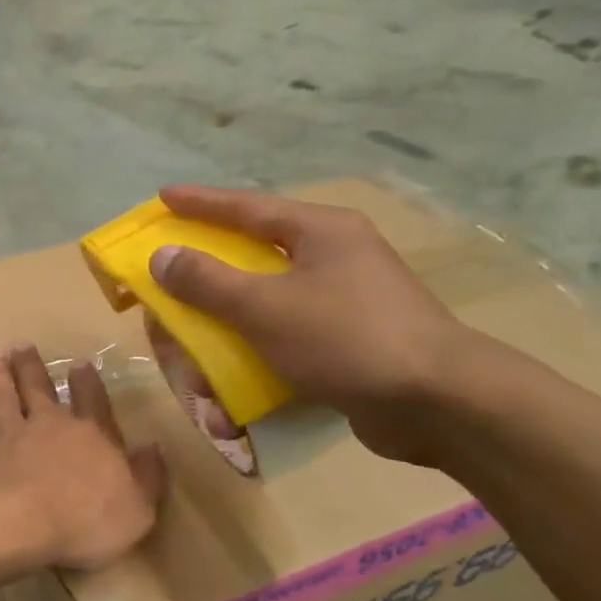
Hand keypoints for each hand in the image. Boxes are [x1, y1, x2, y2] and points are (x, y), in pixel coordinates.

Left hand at [0, 346, 164, 569]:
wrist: (21, 523)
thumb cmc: (87, 521)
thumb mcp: (138, 509)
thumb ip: (147, 478)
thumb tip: (154, 448)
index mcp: (91, 438)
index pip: (92, 403)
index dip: (87, 384)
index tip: (79, 362)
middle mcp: (47, 427)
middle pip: (40, 390)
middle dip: (33, 367)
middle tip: (23, 345)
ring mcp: (7, 439)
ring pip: (1, 400)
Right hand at [147, 185, 474, 463]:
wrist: (439, 403)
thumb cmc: (346, 338)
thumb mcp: (264, 307)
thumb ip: (207, 281)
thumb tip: (162, 255)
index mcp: (320, 232)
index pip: (247, 207)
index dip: (200, 203)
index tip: (162, 197)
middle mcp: (334, 257)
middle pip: (253, 256)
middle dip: (207, 277)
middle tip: (169, 281)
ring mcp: (345, 299)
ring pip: (266, 303)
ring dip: (226, 330)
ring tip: (198, 359)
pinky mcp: (349, 340)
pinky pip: (285, 337)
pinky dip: (255, 356)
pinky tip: (234, 391)